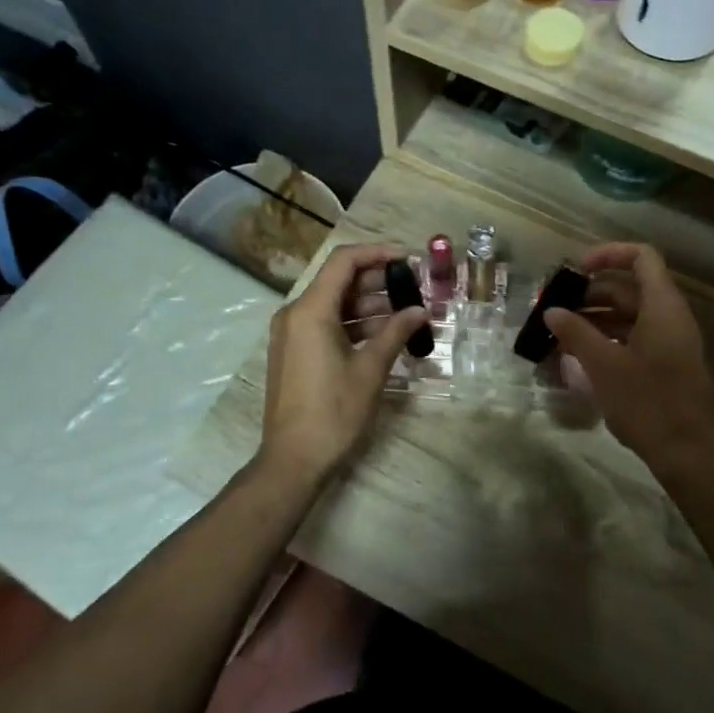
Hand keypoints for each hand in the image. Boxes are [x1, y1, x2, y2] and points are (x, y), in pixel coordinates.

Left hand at [259, 243, 426, 484]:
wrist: (294, 459)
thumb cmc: (334, 412)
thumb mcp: (370, 370)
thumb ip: (396, 333)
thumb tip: (420, 311)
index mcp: (310, 311)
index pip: (344, 261)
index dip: (378, 253)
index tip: (410, 259)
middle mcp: (295, 314)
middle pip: (340, 281)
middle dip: (379, 282)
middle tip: (416, 288)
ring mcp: (292, 334)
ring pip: (335, 305)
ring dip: (371, 305)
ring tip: (409, 314)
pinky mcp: (296, 352)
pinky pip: (328, 325)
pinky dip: (356, 325)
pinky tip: (387, 335)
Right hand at [544, 243, 713, 473]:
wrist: (686, 452)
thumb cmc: (647, 402)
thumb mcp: (604, 365)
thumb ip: (576, 333)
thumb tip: (551, 312)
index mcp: (662, 307)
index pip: (642, 257)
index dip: (609, 254)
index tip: (575, 270)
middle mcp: (669, 317)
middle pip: (630, 287)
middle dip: (590, 293)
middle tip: (555, 308)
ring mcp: (669, 342)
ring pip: (629, 315)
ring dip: (594, 318)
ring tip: (559, 332)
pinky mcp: (664, 364)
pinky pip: (633, 337)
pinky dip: (606, 338)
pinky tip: (578, 355)